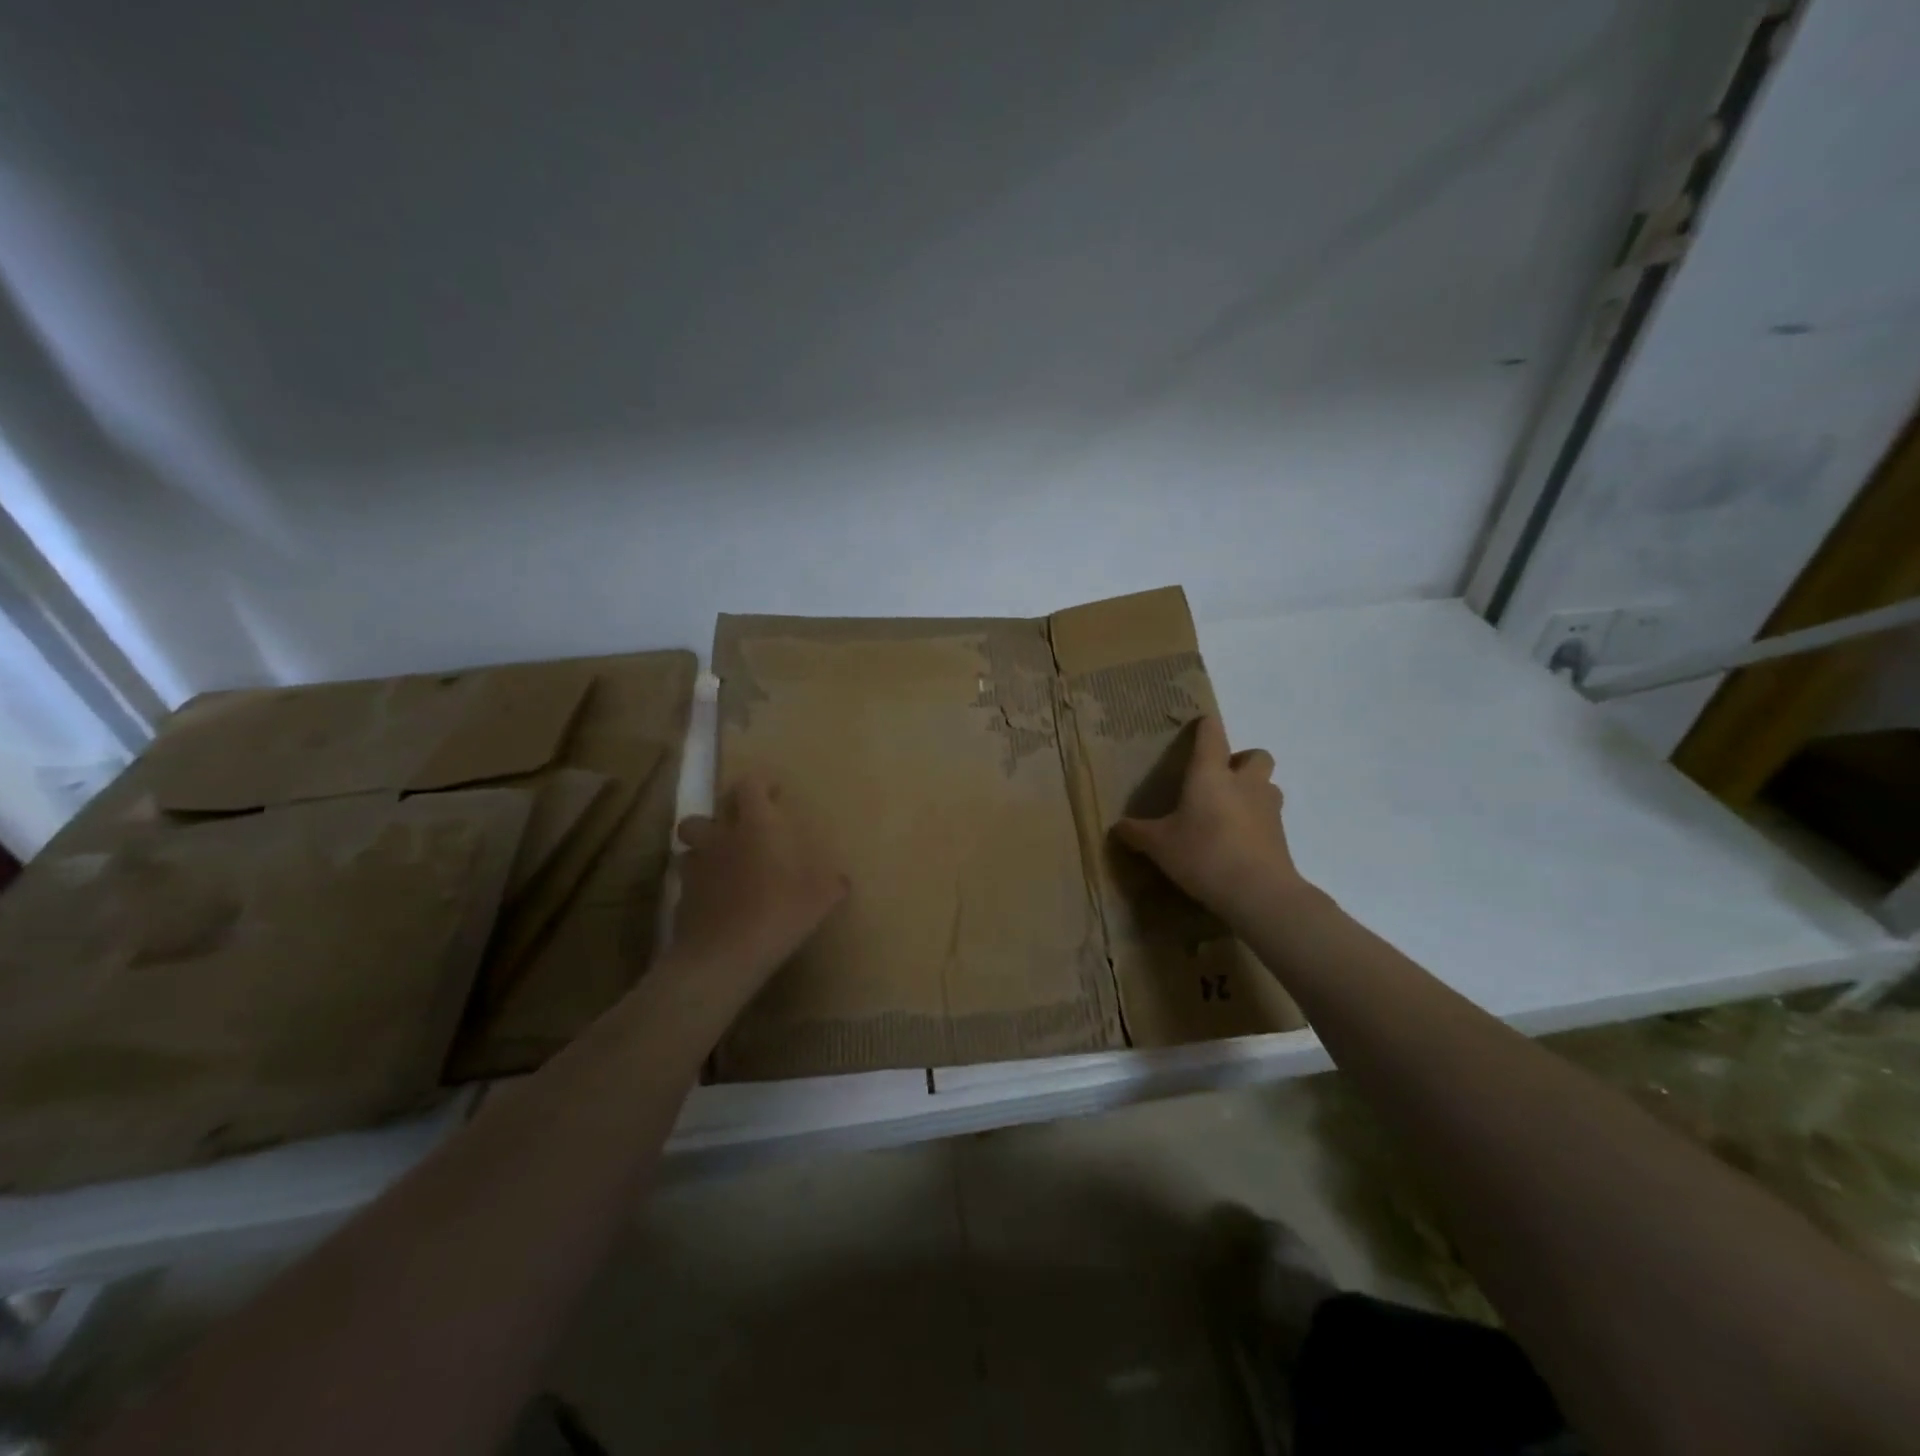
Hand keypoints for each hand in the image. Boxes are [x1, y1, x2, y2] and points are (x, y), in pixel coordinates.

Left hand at [671, 775, 848, 986]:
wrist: (724, 956)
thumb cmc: (779, 913)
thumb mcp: (820, 899)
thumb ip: (831, 885)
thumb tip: (841, 881)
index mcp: (756, 826)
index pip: (749, 786)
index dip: (760, 784)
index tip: (774, 792)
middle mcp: (721, 838)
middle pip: (709, 811)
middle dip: (723, 815)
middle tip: (742, 829)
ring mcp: (697, 868)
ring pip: (691, 846)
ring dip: (705, 849)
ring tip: (724, 864)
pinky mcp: (681, 899)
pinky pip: (689, 882)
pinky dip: (701, 885)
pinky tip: (718, 902)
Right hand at [1113, 716, 1306, 921]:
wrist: (1258, 893)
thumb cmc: (1203, 854)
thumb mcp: (1159, 845)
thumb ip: (1137, 833)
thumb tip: (1117, 827)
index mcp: (1210, 775)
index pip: (1212, 735)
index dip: (1206, 726)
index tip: (1200, 724)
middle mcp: (1244, 783)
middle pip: (1256, 755)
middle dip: (1241, 761)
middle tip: (1220, 780)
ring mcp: (1268, 808)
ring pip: (1268, 785)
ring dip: (1253, 790)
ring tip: (1230, 811)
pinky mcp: (1281, 835)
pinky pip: (1270, 817)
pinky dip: (1257, 822)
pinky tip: (1238, 842)